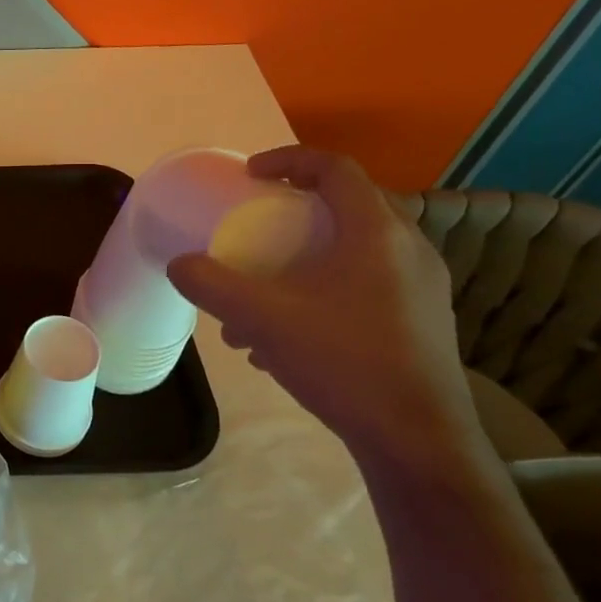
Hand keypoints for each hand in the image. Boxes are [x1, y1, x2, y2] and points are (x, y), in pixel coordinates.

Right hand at [167, 146, 482, 466]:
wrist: (418, 441)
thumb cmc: (343, 362)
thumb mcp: (262, 318)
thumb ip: (211, 284)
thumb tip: (180, 265)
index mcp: (376, 233)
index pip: (335, 168)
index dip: (288, 161)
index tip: (250, 177)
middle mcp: (407, 250)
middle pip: (344, 208)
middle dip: (290, 216)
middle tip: (254, 229)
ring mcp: (420, 288)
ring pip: (350, 253)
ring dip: (300, 262)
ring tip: (257, 302)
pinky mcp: (420, 322)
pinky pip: (362, 286)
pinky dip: (320, 292)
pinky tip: (283, 340)